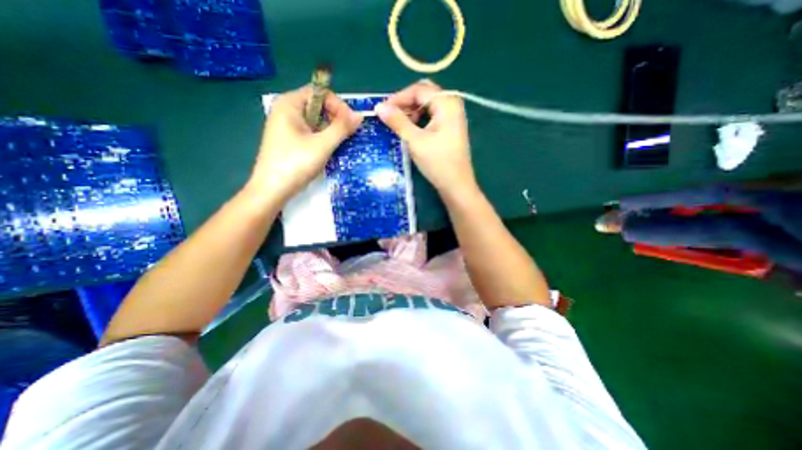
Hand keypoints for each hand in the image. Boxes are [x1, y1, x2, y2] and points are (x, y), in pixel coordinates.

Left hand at [250, 84, 360, 203]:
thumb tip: (360, 115)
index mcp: (290, 104)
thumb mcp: (322, 145)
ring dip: (330, 130)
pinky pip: (311, 132)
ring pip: (316, 121)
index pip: (320, 93)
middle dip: (335, 119)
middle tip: (346, 136)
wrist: (272, 190)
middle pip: (318, 106)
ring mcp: (287, 126)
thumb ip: (342, 128)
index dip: (338, 106)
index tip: (350, 124)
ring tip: (338, 145)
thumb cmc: (295, 164)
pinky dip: (322, 138)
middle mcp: (286, 110)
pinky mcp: (289, 140)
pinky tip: (327, 150)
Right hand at [374, 80, 474, 197]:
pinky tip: (412, 130)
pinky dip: (420, 119)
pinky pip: (432, 116)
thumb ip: (398, 122)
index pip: (418, 90)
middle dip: (405, 103)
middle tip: (390, 116)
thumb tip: (379, 107)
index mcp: (447, 103)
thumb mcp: (415, 141)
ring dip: (412, 112)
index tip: (382, 110)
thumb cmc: (438, 163)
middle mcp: (452, 104)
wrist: (456, 185)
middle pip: (424, 94)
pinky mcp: (450, 128)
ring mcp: (453, 117)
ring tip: (399, 125)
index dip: (398, 98)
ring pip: (428, 105)